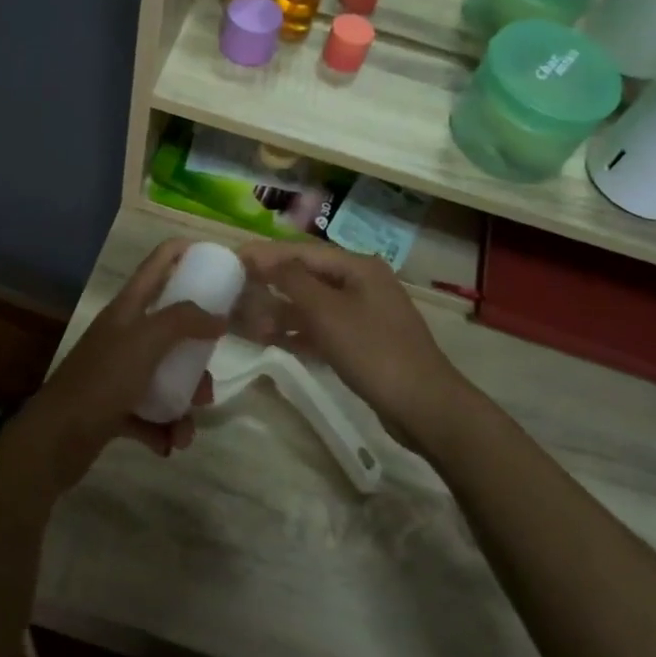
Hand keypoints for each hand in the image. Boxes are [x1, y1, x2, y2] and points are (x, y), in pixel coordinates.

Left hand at [9, 240, 224, 496]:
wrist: (55, 440)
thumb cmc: (102, 380)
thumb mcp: (146, 341)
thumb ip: (184, 320)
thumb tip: (217, 317)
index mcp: (127, 309)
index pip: (157, 264)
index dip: (183, 253)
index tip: (218, 260)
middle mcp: (123, 335)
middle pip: (171, 329)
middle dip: (196, 355)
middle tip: (210, 374)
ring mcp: (118, 373)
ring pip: (166, 377)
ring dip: (183, 403)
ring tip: (186, 429)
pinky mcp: (115, 409)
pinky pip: (151, 414)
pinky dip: (163, 429)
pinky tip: (168, 445)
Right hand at [235, 241, 469, 451]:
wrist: (423, 405)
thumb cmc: (372, 350)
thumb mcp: (327, 312)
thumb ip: (292, 280)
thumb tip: (263, 257)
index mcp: (357, 266)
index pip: (302, 251)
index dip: (266, 254)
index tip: (232, 258)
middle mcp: (362, 283)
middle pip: (307, 275)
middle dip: (271, 283)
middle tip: (234, 290)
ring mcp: (364, 313)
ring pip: (313, 304)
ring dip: (281, 311)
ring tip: (247, 321)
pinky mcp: (363, 342)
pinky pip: (322, 328)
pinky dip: (298, 332)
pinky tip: (272, 341)